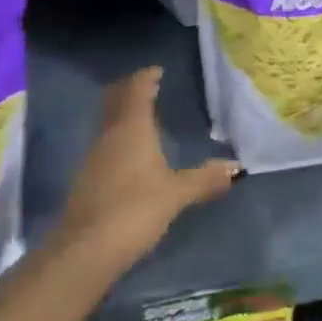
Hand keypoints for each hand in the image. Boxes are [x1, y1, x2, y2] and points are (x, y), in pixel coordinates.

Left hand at [56, 67, 240, 269]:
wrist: (85, 250)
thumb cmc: (135, 209)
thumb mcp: (176, 194)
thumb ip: (204, 179)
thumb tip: (235, 168)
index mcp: (132, 127)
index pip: (136, 89)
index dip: (146, 77)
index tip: (157, 71)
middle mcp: (109, 135)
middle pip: (116, 100)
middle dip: (130, 90)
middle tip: (148, 87)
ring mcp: (93, 156)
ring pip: (108, 123)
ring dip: (123, 115)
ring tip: (144, 120)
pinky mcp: (86, 179)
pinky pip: (105, 145)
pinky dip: (118, 139)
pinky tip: (131, 157)